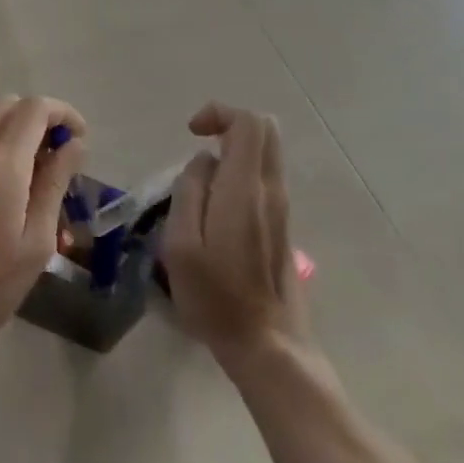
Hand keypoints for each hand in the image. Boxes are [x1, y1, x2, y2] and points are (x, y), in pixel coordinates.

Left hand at [0, 94, 85, 376]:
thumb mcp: (36, 242)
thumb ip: (55, 184)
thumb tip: (74, 144)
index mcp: (1, 162)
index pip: (34, 108)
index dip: (63, 113)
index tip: (81, 140)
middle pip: (8, 105)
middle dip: (39, 118)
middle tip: (62, 155)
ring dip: (19, 133)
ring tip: (43, 179)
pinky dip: (0, 149)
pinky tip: (15, 193)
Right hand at [164, 104, 309, 363]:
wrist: (268, 349)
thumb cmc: (216, 298)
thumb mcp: (181, 244)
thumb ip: (189, 191)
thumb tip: (202, 162)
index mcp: (245, 190)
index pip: (249, 123)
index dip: (219, 113)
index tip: (192, 133)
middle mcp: (271, 191)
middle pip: (265, 130)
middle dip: (229, 123)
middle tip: (198, 144)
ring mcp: (282, 209)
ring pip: (267, 153)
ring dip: (234, 149)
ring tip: (201, 182)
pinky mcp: (282, 226)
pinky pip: (264, 177)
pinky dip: (240, 171)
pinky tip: (215, 206)